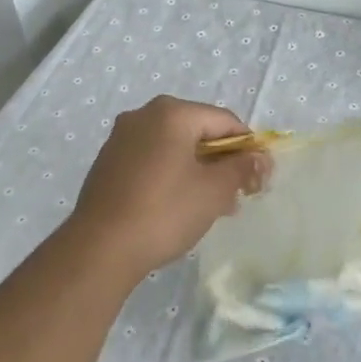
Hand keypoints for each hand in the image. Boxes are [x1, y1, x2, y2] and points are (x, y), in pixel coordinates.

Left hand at [71, 96, 267, 278]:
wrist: (100, 248)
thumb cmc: (164, 212)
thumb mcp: (214, 190)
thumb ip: (241, 167)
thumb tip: (260, 157)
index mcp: (172, 112)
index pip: (224, 121)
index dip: (247, 148)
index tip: (258, 179)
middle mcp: (144, 115)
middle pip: (198, 131)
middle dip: (221, 161)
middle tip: (236, 196)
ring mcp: (122, 138)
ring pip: (174, 147)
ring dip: (198, 171)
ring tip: (211, 207)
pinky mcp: (109, 162)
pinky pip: (152, 159)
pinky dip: (171, 175)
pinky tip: (178, 206)